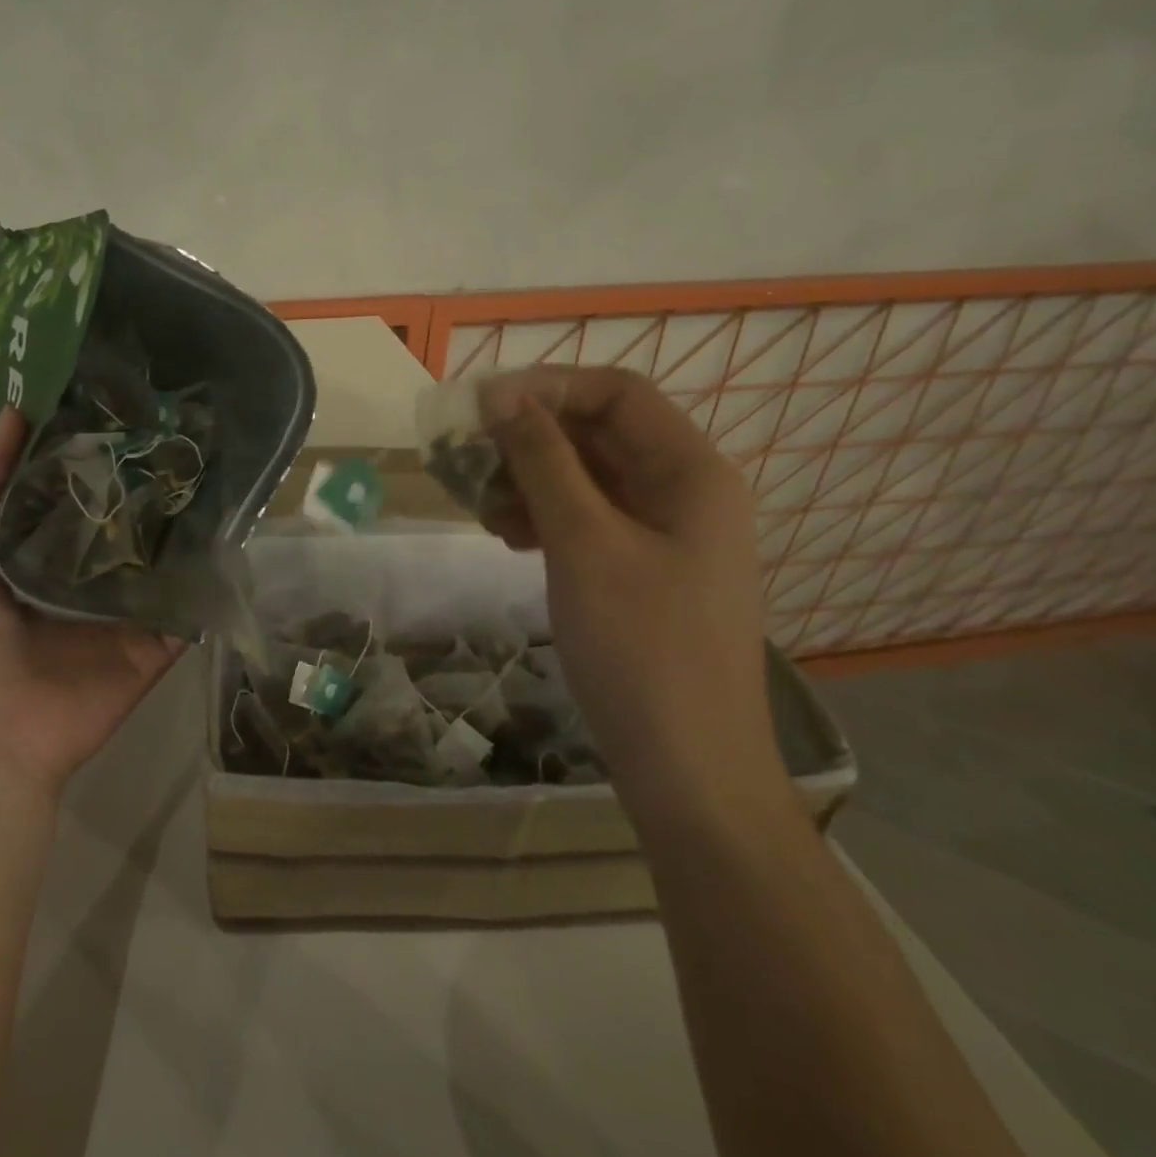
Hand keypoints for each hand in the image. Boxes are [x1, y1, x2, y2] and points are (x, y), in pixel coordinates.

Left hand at [0, 409, 184, 799]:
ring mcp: (129, 604)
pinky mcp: (160, 637)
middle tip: (180, 422)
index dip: (89, 446)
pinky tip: (236, 527)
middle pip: (124, 514)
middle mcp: (89, 569)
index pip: (73, 486)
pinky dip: (211, 572)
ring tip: (215, 462)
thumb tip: (14, 413)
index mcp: (41, 548)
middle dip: (145, 474)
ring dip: (185, 516)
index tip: (119, 398)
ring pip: (164, 551)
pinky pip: (190, 600)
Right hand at [477, 367, 786, 814]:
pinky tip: (508, 538)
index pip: (616, 393)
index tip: (479, 407)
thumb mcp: (583, 543)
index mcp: (690, 471)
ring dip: (529, 481)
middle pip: (599, 435)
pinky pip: (587, 521)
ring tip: (480, 508)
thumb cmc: (640, 646)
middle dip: (529, 439)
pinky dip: (544, 519)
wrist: (688, 769)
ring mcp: (664, 535)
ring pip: (587, 480)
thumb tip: (499, 395)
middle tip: (465, 460)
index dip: (547, 387)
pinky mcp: (641, 571)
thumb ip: (542, 461)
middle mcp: (683, 491)